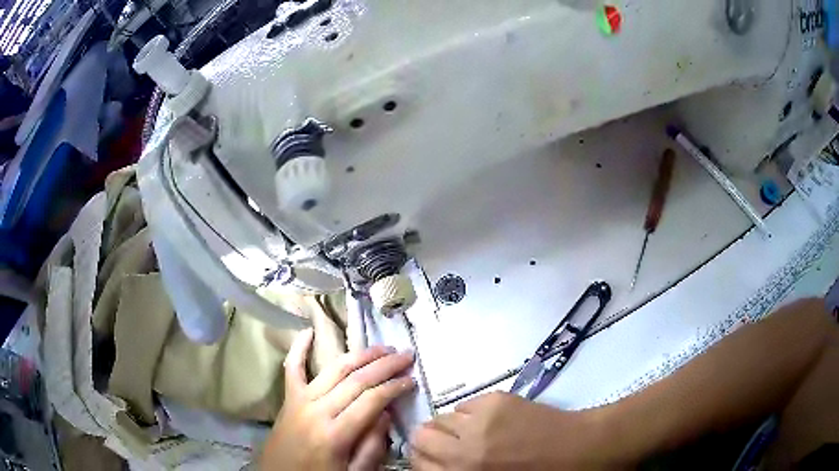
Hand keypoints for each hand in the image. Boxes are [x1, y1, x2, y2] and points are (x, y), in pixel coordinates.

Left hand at [259, 328, 415, 470]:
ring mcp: (300, 401)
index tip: (413, 378)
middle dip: (385, 365)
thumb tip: (386, 414)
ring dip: (360, 355)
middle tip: (406, 354)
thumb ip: (372, 447)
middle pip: (356, 380)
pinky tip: (308, 331)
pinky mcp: (288, 399)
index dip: (395, 386)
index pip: (371, 400)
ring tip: (382, 347)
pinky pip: (292, 369)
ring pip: (333, 369)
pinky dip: (299, 349)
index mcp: (335, 434)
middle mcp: (317, 411)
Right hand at [410, 392, 614, 469]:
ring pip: (442, 417)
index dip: (422, 458)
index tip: (434, 458)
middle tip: (450, 443)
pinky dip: (472, 413)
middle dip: (431, 440)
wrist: (579, 450)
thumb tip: (438, 461)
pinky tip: (492, 420)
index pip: (417, 461)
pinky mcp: (496, 401)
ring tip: (474, 431)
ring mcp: (480, 422)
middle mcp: (463, 450)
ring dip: (452, 425)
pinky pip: (467, 404)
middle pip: (421, 435)